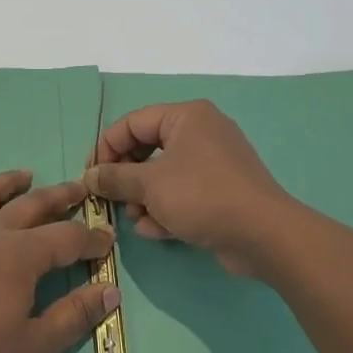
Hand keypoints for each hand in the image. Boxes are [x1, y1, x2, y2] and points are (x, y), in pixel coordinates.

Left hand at [0, 170, 119, 352]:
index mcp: (21, 255)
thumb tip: (109, 291)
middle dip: (60, 196)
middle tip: (79, 189)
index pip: (68, 237)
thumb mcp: (35, 346)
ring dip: (8, 183)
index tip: (107, 242)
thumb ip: (74, 316)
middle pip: (31, 205)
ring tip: (24, 176)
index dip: (92, 239)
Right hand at [85, 101, 289, 276]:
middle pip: (146, 149)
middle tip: (111, 199)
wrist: (264, 235)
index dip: (105, 148)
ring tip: (138, 220)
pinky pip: (182, 194)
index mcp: (186, 117)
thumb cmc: (201, 197)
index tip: (90, 177)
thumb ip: (114, 178)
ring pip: (162, 175)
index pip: (131, 123)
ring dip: (143, 199)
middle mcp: (200, 133)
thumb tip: (89, 177)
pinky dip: (166, 210)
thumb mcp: (149, 185)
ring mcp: (213, 163)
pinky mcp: (220, 191)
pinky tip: (157, 231)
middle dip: (126, 179)